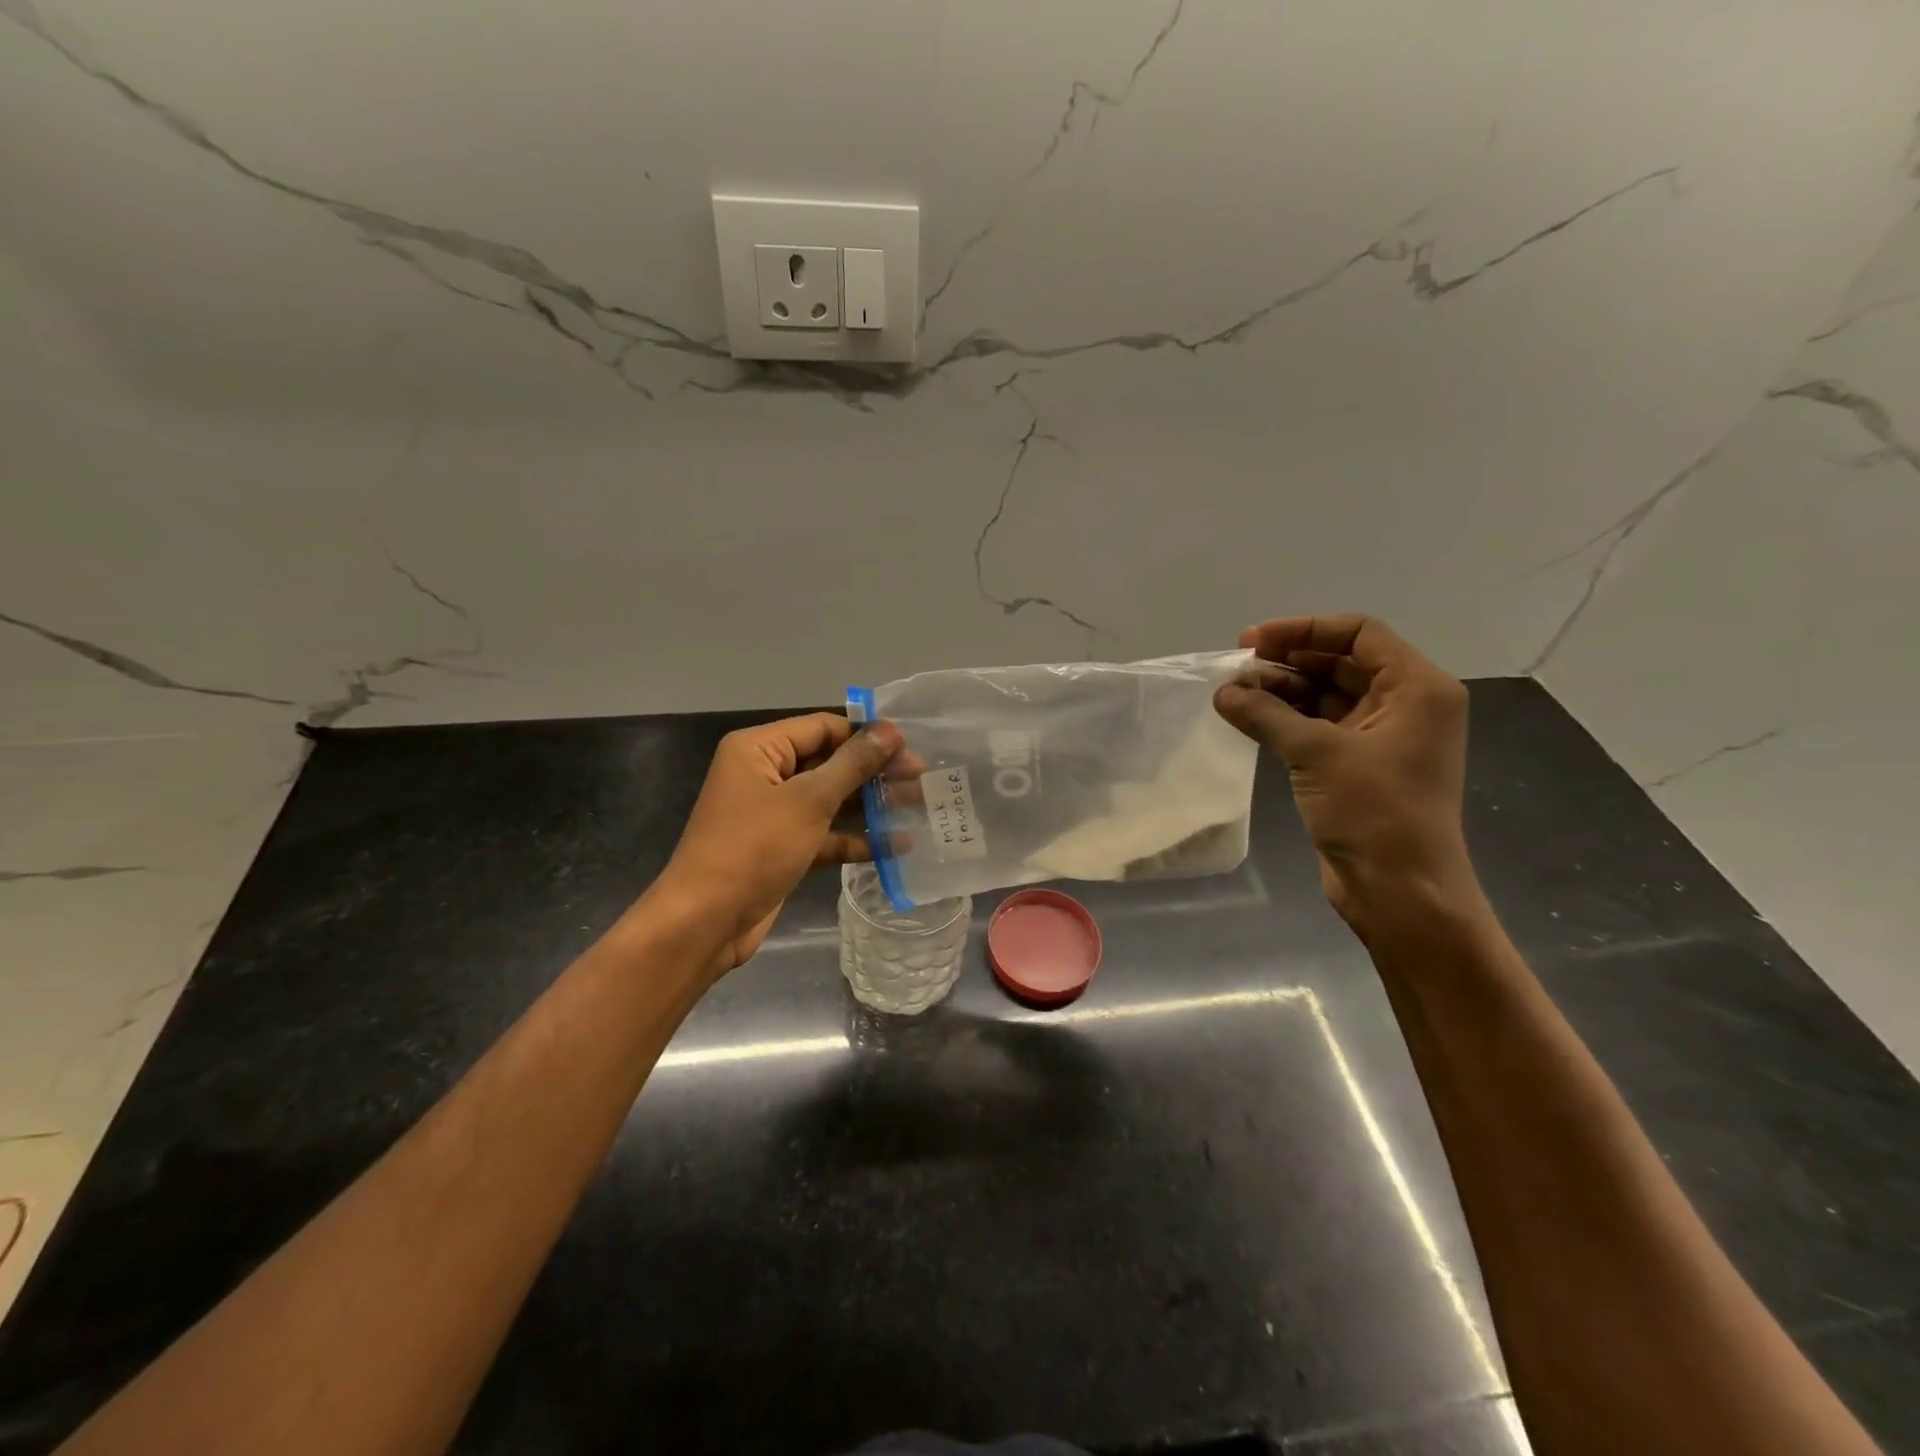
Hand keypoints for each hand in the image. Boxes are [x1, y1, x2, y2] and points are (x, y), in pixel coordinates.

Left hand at [654, 713, 904, 972]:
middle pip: (829, 763)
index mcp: (759, 749)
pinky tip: (896, 845)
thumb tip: (889, 730)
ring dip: (870, 805)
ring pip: (830, 800)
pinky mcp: (783, 848)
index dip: (866, 735)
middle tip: (921, 779)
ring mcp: (774, 814)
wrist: (706, 922)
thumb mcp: (808, 800)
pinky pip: (825, 834)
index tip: (910, 746)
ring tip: (918, 806)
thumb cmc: (754, 847)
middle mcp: (765, 775)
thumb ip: (852, 764)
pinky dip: (855, 839)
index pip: (822, 728)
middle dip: (874, 771)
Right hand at [1213, 615, 1473, 927]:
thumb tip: (1222, 691)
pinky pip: (1320, 725)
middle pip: (1341, 662)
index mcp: (1417, 687)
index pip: (1359, 633)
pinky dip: (1286, 718)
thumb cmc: (1374, 811)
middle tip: (1237, 667)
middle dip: (1288, 660)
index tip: (1253, 641)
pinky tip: (1249, 718)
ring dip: (1282, 690)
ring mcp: (1382, 736)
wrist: (1400, 890)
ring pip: (1327, 694)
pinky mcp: (1359, 764)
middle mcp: (1405, 703)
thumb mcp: (1317, 753)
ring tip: (1235, 693)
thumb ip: (1266, 714)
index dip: (1304, 630)